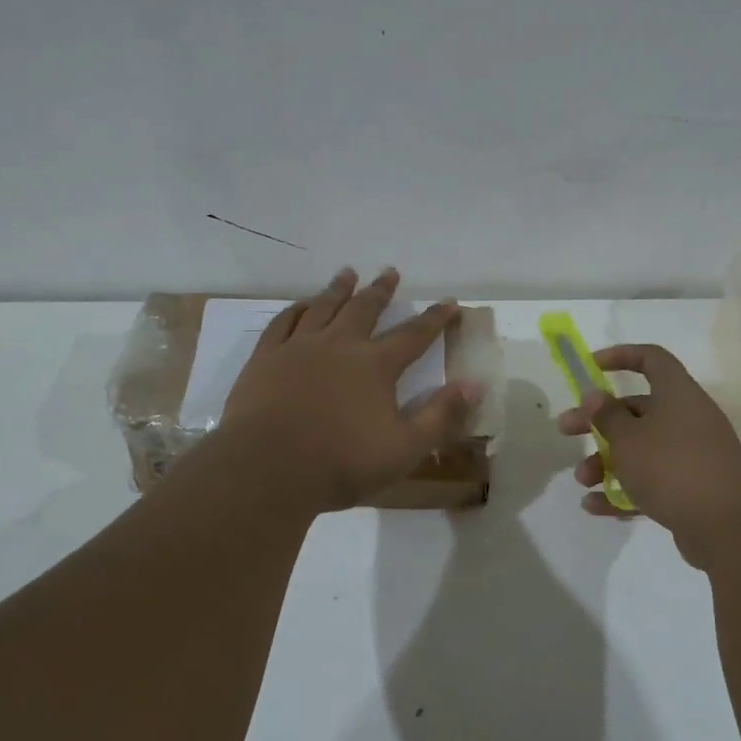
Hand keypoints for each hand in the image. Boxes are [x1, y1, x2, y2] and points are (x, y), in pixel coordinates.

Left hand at [221, 266, 482, 511]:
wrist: (268, 468)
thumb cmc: (342, 462)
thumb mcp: (405, 448)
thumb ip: (441, 415)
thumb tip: (474, 385)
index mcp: (375, 366)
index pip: (414, 335)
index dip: (435, 319)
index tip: (450, 303)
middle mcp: (339, 346)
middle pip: (364, 309)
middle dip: (381, 290)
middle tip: (390, 272)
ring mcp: (298, 348)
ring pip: (322, 307)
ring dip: (338, 289)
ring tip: (347, 273)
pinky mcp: (266, 358)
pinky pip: (283, 323)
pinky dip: (295, 310)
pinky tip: (300, 305)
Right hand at [556, 344, 740, 567]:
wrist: (728, 527)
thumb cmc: (672, 468)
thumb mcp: (629, 439)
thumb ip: (606, 416)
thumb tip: (594, 394)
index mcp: (678, 395)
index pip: (651, 359)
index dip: (620, 356)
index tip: (590, 367)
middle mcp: (687, 419)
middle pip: (636, 410)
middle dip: (597, 422)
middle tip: (565, 431)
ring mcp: (691, 456)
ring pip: (640, 450)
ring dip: (606, 461)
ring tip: (582, 480)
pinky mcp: (690, 489)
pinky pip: (651, 482)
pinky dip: (623, 490)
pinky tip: (594, 506)